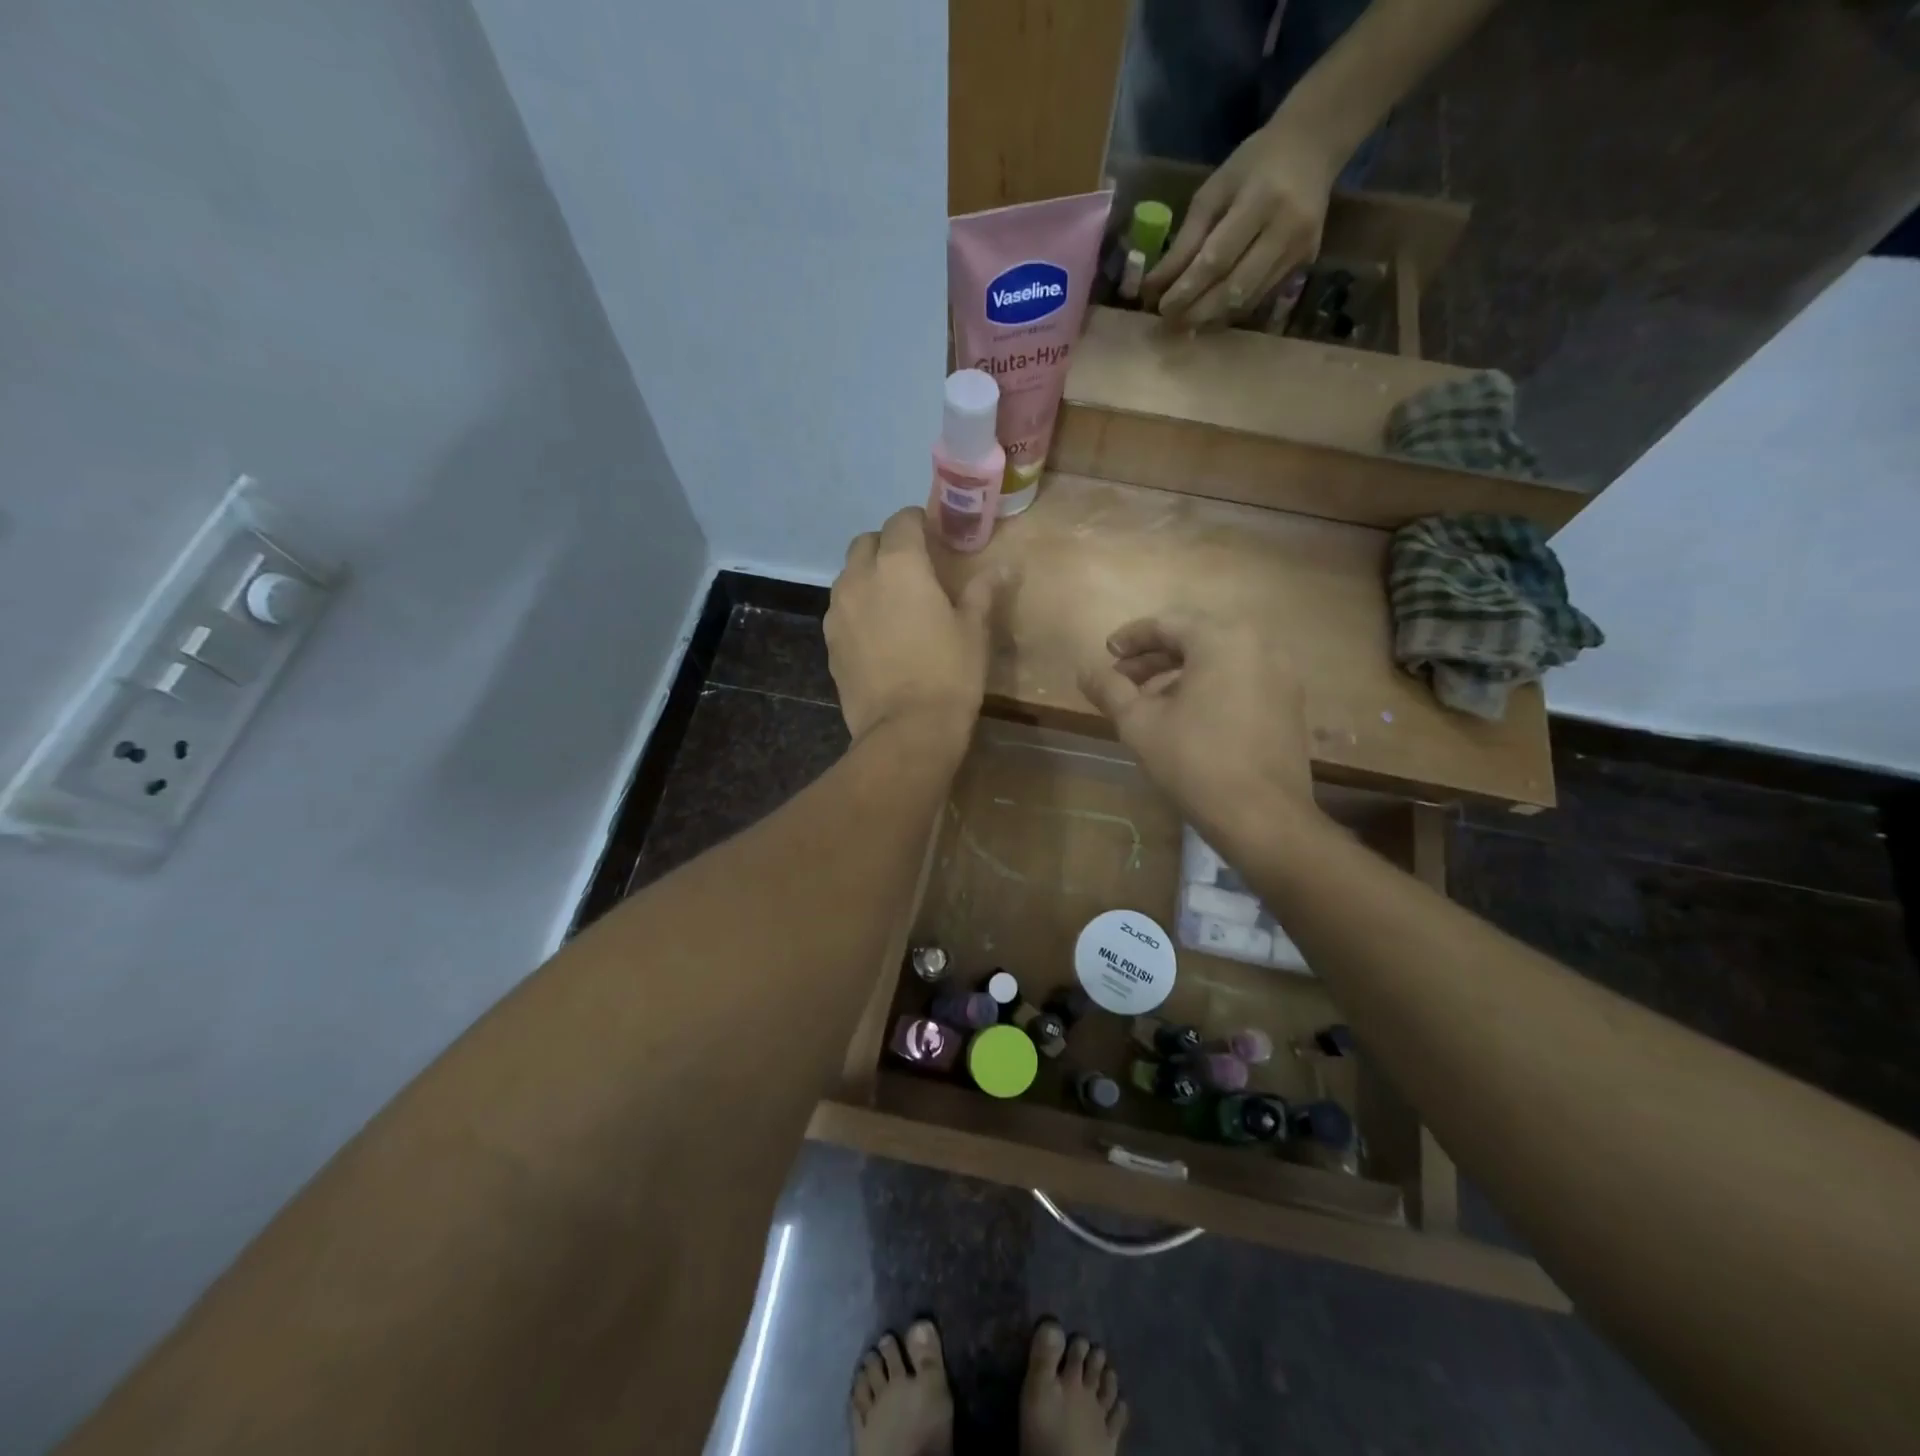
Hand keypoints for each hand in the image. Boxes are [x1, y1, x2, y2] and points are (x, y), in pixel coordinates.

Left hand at [826, 507, 994, 745]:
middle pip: (866, 543)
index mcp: (899, 565)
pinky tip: (876, 633)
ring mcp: (838, 611)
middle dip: (887, 545)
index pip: (902, 521)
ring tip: (892, 600)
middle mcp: (860, 578)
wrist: (905, 730)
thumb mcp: (973, 631)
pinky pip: (841, 610)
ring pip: (848, 576)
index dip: (918, 522)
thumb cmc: (948, 674)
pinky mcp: (829, 641)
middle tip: (912, 567)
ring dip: (868, 576)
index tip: (933, 535)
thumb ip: (982, 592)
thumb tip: (1002, 568)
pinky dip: (857, 608)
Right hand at [1076, 614, 1315, 842]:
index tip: (1106, 654)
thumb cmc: (1195, 762)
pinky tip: (1185, 718)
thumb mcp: (1139, 724)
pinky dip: (1208, 688)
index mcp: (1223, 640)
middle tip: (1122, 680)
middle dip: (1153, 657)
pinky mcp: (1289, 704)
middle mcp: (1259, 645)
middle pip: (1195, 638)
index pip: (1168, 623)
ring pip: (1219, 661)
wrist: (1263, 818)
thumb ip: (1109, 689)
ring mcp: (1280, 675)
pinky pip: (1240, 680)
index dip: (1131, 638)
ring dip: (1179, 674)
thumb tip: (1084, 669)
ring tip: (1148, 703)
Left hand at [1141, 120, 1336, 328]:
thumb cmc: (1254, 164)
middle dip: (1197, 311)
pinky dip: (1231, 310)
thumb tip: (1153, 286)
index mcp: (1261, 200)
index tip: (1161, 307)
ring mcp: (1300, 250)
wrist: (1315, 146)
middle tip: (1170, 324)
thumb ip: (1185, 241)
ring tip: (1186, 323)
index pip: (1217, 259)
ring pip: (1247, 300)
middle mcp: (1286, 229)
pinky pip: (1260, 298)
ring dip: (1212, 317)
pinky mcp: (1306, 263)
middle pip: (1234, 288)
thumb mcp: (1213, 192)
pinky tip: (1212, 313)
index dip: (1187, 289)